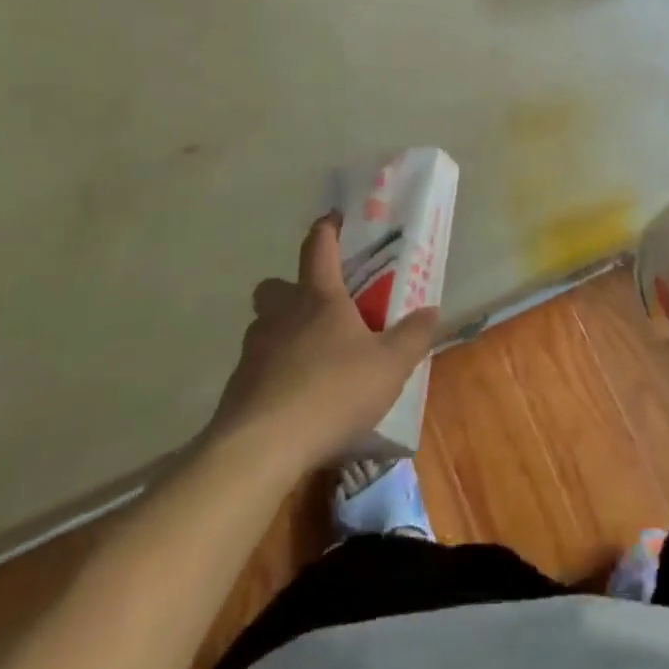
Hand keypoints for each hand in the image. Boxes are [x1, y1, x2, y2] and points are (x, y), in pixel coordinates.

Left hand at [210, 214, 439, 469]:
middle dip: (293, 289)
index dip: (327, 228)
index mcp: (319, 298)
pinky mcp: (236, 388)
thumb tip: (432, 310)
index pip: (318, 246)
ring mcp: (253, 351)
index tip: (335, 219)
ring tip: (310, 359)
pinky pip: (256, 367)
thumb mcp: (390, 366)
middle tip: (320, 307)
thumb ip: (413, 336)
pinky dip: (273, 374)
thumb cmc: (332, 392)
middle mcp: (281, 315)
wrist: (260, 449)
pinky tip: (293, 400)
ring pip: (264, 327)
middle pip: (276, 285)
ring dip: (282, 333)